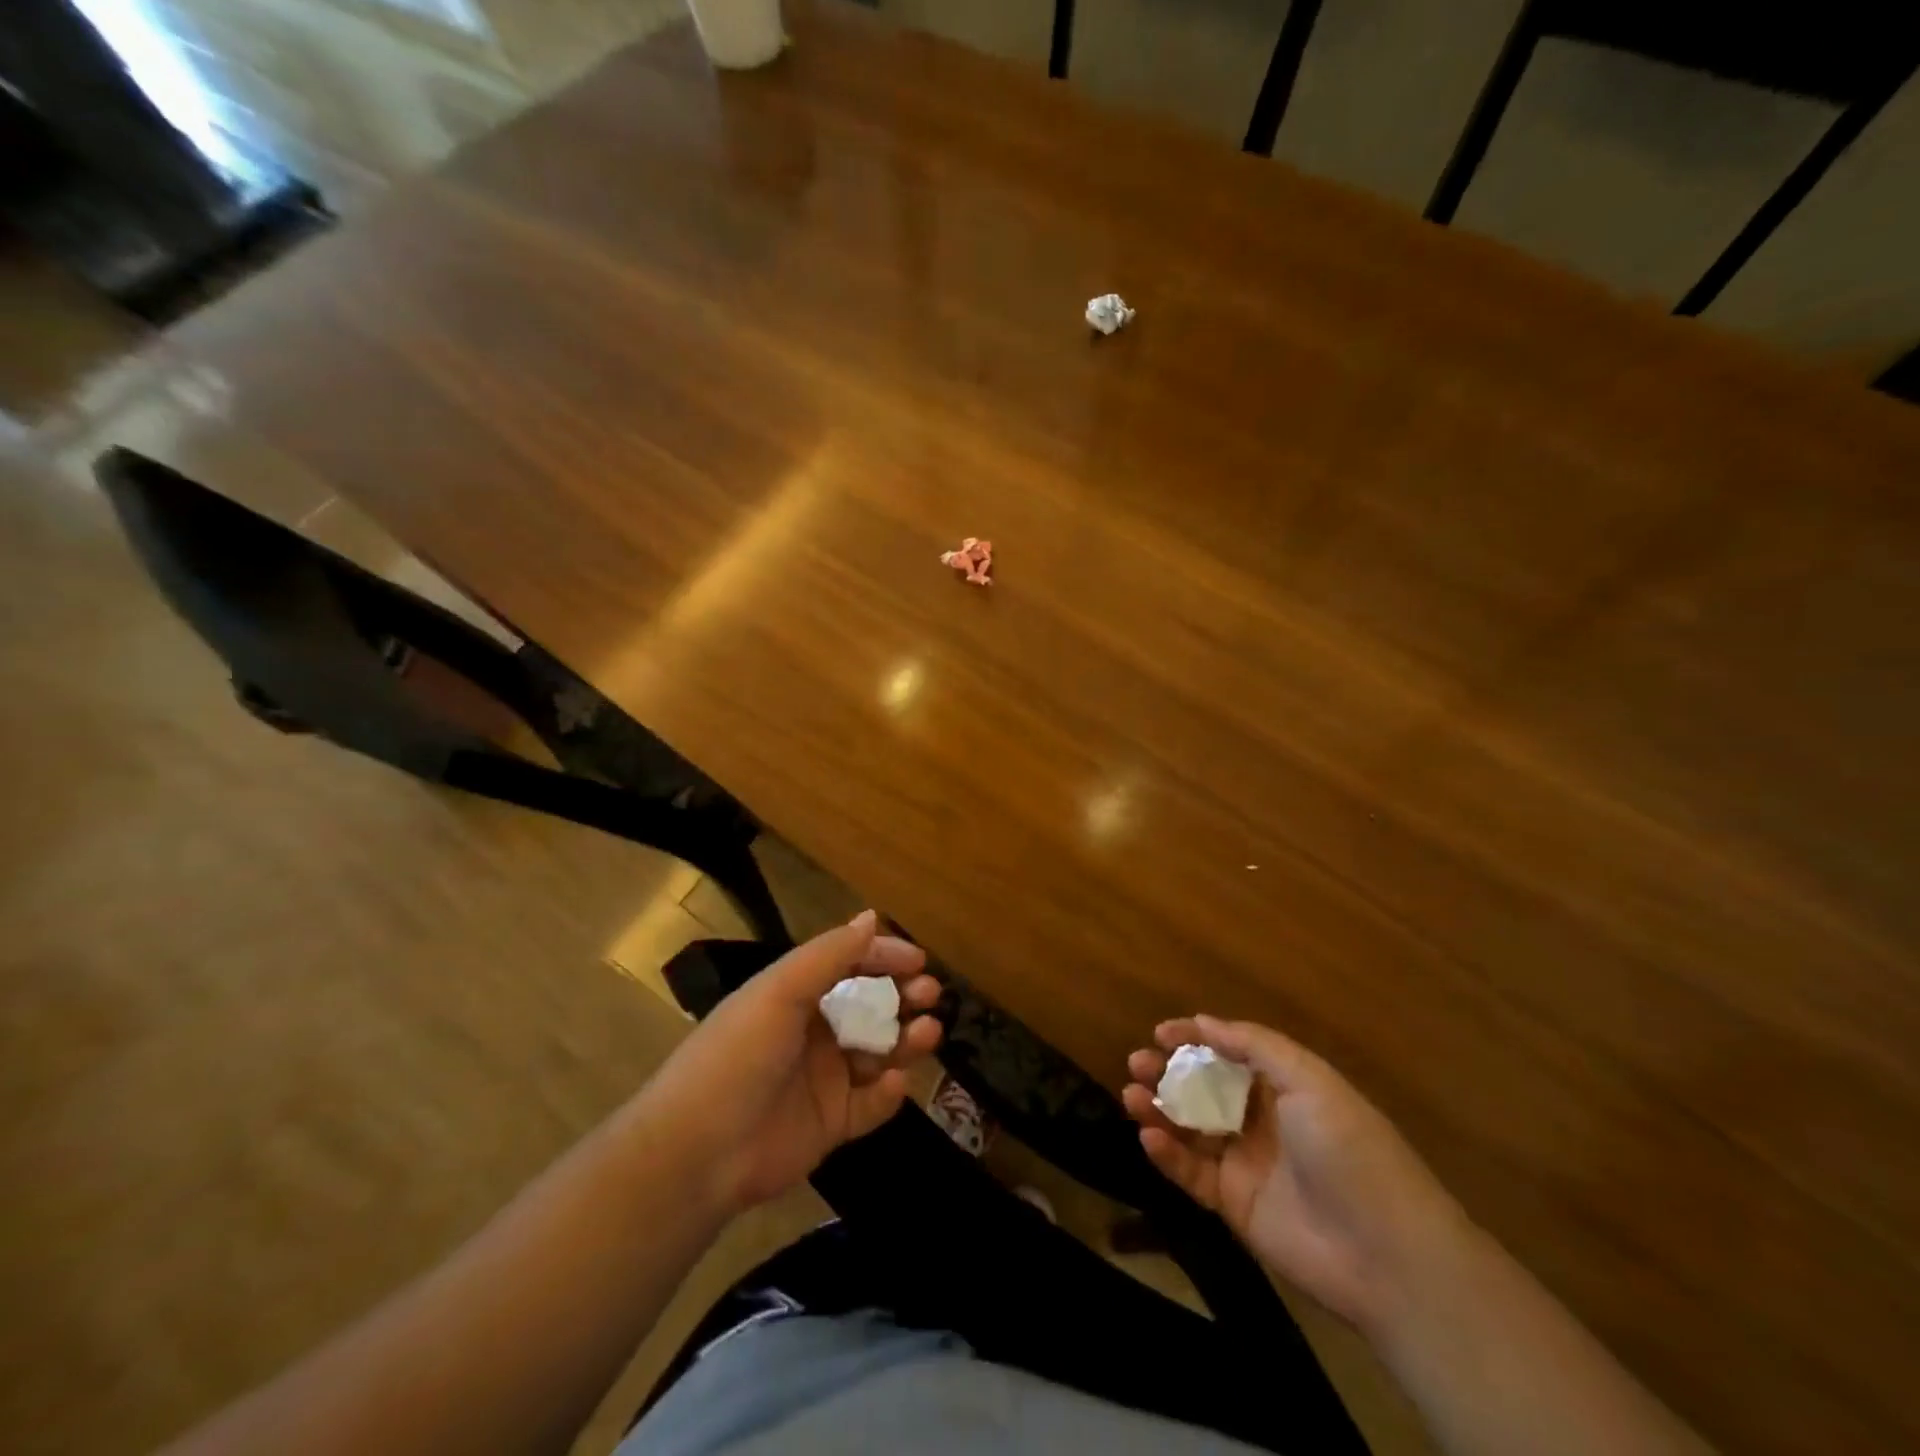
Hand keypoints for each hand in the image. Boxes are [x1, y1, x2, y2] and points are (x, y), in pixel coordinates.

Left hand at [644, 911, 942, 1217]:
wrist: (699, 1152)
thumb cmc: (738, 1055)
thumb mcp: (780, 991)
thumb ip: (829, 954)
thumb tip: (871, 917)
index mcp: (796, 995)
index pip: (848, 965)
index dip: (883, 957)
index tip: (919, 961)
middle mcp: (813, 1032)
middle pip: (870, 1007)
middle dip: (903, 996)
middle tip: (928, 995)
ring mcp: (824, 1079)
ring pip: (879, 1052)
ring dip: (905, 1040)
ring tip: (927, 1033)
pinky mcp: (831, 1124)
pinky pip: (871, 1105)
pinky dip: (888, 1093)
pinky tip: (892, 1082)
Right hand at [1123, 1015, 1469, 1334]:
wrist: (1386, 1254)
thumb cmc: (1349, 1149)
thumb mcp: (1310, 1080)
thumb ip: (1255, 1046)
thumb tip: (1204, 1022)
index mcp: (1285, 1087)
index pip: (1230, 1053)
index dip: (1195, 1038)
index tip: (1160, 1032)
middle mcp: (1262, 1120)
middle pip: (1204, 1088)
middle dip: (1168, 1071)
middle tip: (1137, 1062)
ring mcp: (1246, 1163)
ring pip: (1190, 1128)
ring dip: (1159, 1109)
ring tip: (1131, 1094)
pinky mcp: (1233, 1205)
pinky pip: (1191, 1172)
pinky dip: (1167, 1154)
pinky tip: (1149, 1137)